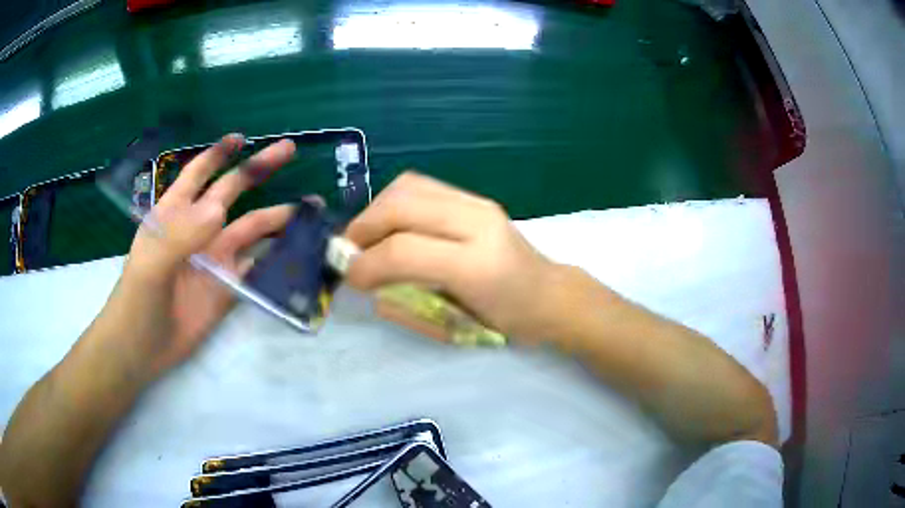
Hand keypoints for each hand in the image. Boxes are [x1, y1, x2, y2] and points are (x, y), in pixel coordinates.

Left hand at [106, 134, 297, 376]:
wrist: (144, 349)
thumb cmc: (137, 300)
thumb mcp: (150, 264)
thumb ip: (180, 235)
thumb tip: (219, 208)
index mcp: (176, 215)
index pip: (199, 174)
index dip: (218, 153)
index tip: (242, 138)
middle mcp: (199, 230)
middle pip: (232, 193)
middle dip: (259, 170)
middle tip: (291, 150)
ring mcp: (216, 260)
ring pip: (253, 230)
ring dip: (279, 218)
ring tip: (312, 210)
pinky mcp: (229, 290)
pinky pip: (258, 269)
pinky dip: (279, 260)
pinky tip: (300, 254)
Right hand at [344, 172, 564, 342]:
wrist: (549, 295)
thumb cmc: (506, 321)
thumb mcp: (454, 328)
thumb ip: (407, 304)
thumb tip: (367, 282)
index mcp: (476, 265)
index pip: (405, 251)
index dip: (367, 263)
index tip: (350, 278)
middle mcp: (477, 222)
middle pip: (402, 205)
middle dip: (365, 226)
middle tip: (350, 251)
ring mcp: (478, 203)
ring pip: (409, 186)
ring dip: (377, 209)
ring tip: (367, 236)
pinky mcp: (475, 198)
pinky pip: (422, 186)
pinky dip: (395, 202)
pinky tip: (392, 225)